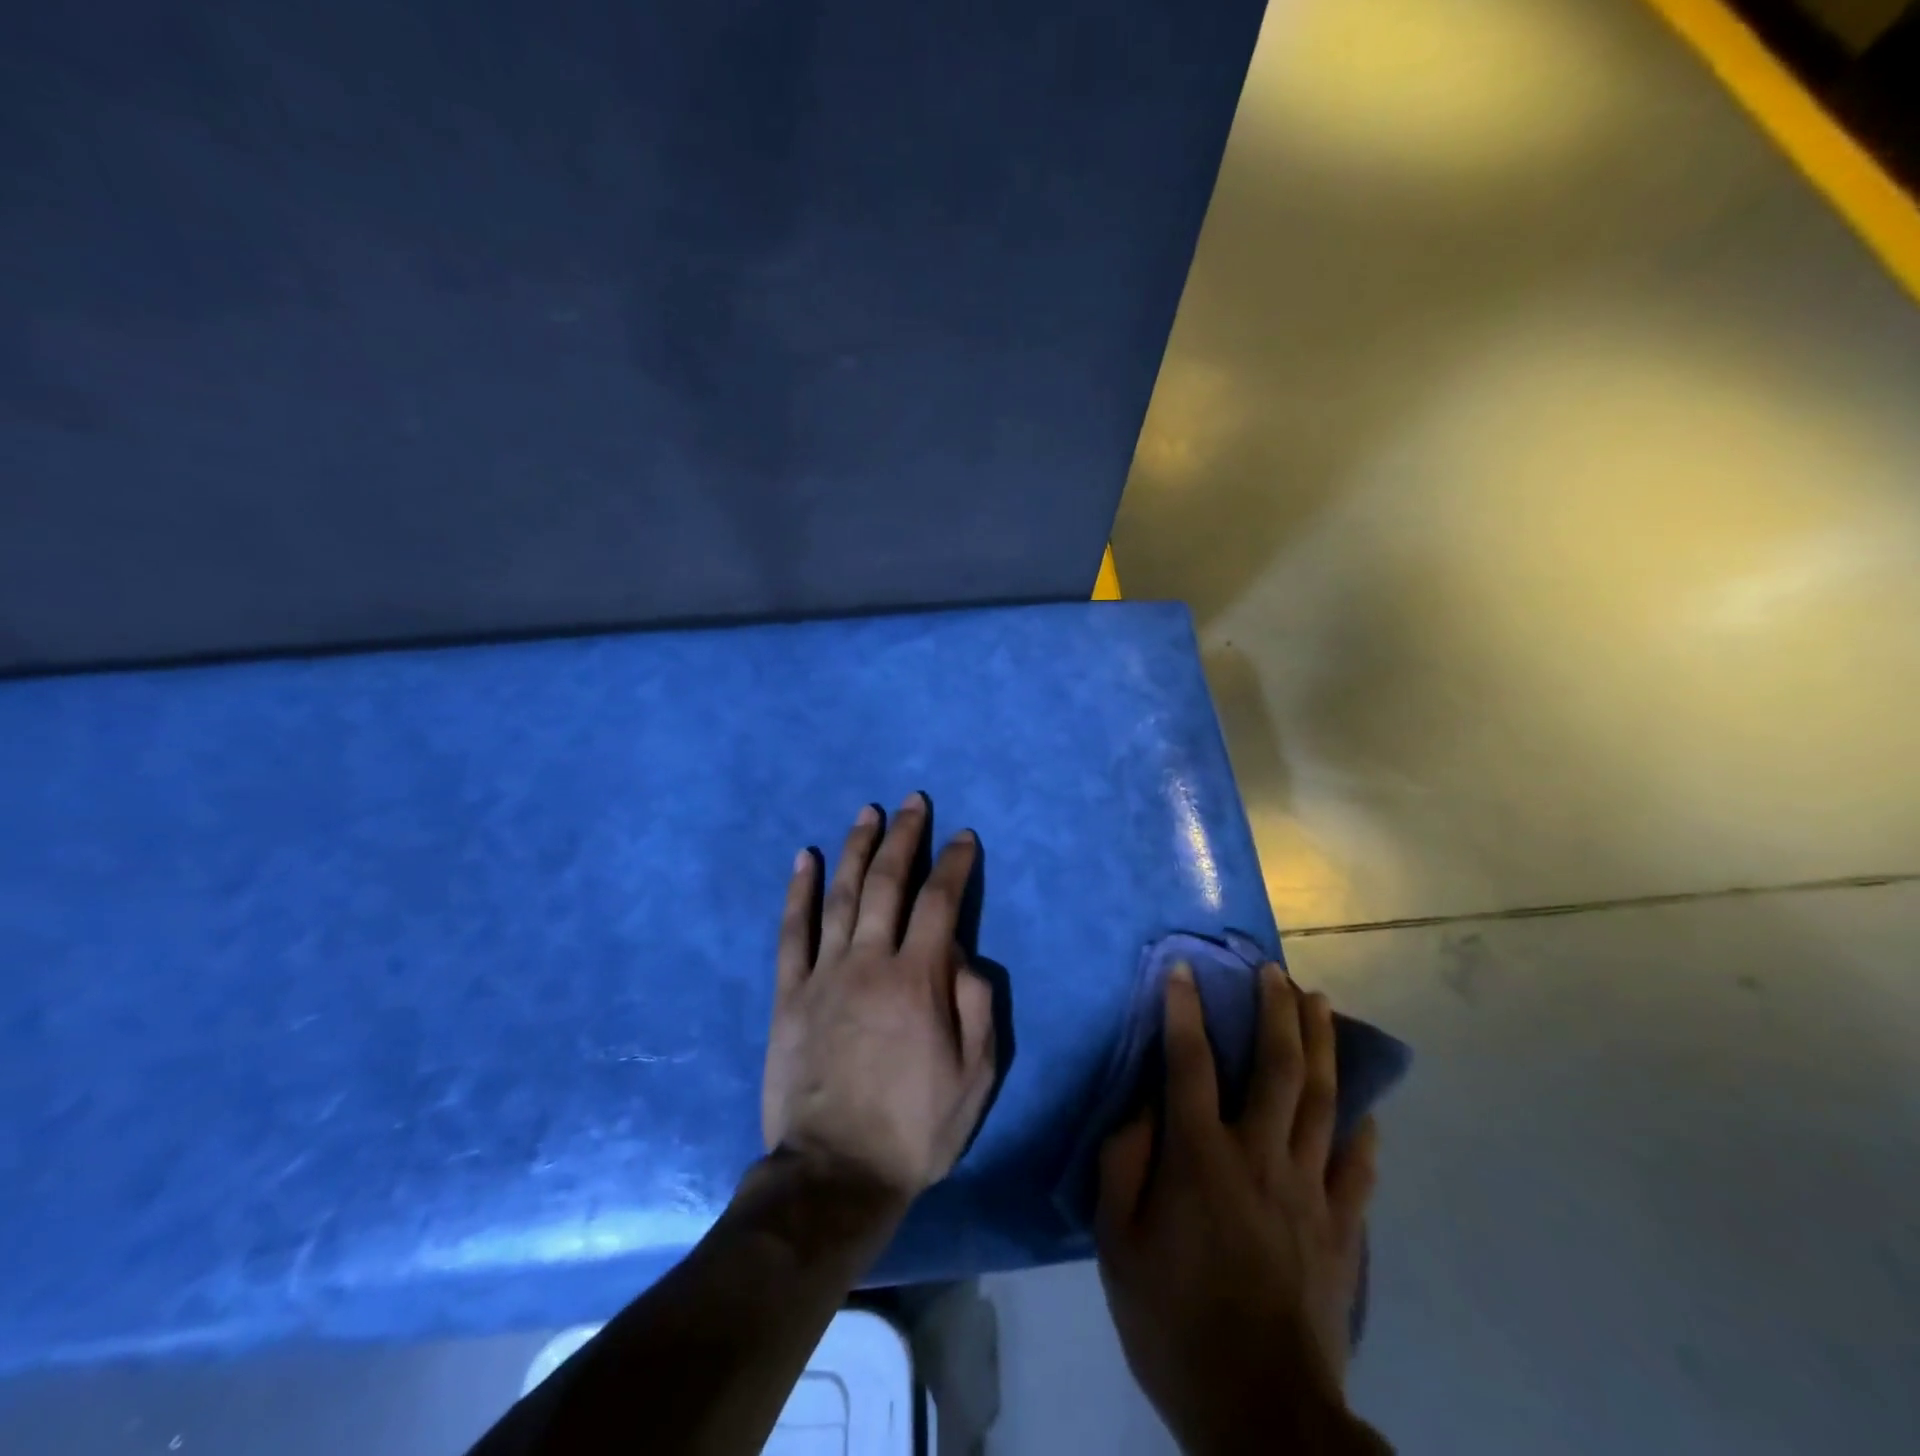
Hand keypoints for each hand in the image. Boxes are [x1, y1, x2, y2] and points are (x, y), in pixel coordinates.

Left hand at [761, 795, 996, 1205]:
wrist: (835, 1174)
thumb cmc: (914, 1128)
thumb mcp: (975, 1077)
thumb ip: (977, 1006)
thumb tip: (963, 954)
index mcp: (919, 979)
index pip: (941, 902)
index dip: (954, 864)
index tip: (962, 837)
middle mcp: (870, 961)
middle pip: (888, 883)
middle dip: (904, 838)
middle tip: (913, 803)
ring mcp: (824, 973)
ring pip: (841, 895)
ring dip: (856, 849)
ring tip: (867, 813)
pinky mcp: (789, 993)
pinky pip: (791, 932)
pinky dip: (797, 891)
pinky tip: (803, 858)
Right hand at [1096, 962, 1385, 1455]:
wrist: (1260, 1413)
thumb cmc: (1174, 1320)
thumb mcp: (1118, 1243)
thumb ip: (1124, 1162)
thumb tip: (1140, 1102)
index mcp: (1201, 1156)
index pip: (1189, 1061)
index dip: (1184, 1009)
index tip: (1184, 968)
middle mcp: (1260, 1155)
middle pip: (1276, 1066)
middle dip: (1275, 1009)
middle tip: (1275, 971)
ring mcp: (1310, 1190)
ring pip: (1322, 1099)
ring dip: (1321, 1044)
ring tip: (1319, 1002)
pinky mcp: (1343, 1228)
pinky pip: (1358, 1165)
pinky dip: (1361, 1129)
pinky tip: (1364, 1105)